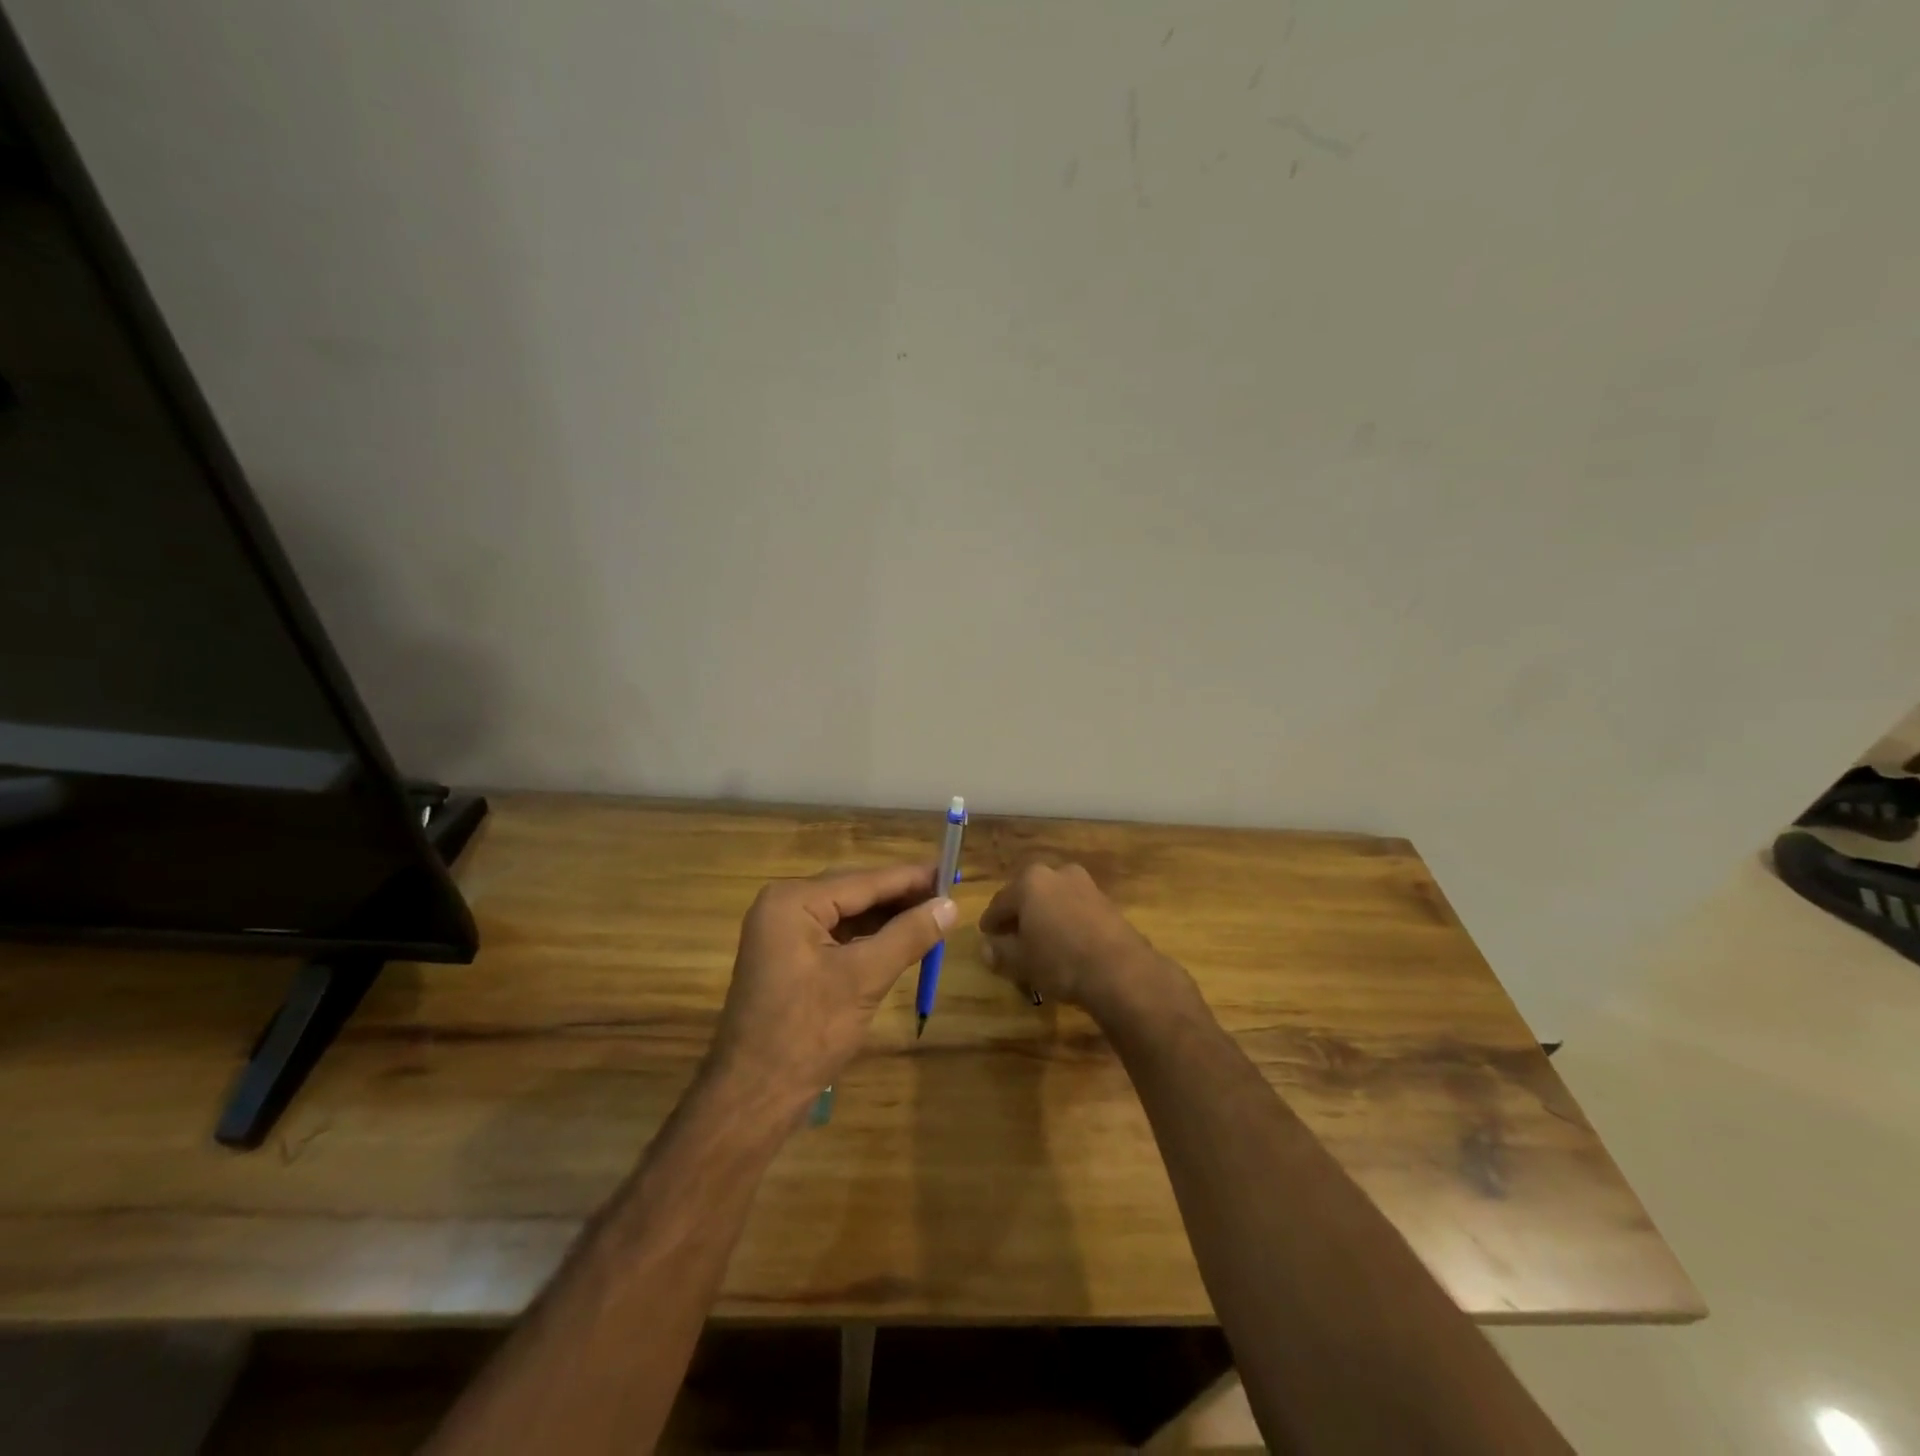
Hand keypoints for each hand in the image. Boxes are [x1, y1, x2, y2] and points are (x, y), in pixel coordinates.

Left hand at [707, 864, 955, 1108]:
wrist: (752, 1096)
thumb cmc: (807, 1033)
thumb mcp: (864, 979)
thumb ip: (908, 935)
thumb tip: (951, 905)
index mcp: (793, 900)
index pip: (865, 880)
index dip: (912, 878)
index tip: (952, 870)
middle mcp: (783, 905)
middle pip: (855, 892)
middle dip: (901, 897)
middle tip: (949, 897)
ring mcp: (782, 931)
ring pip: (847, 913)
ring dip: (887, 917)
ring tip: (933, 917)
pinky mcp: (788, 956)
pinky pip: (836, 934)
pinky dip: (868, 937)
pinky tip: (899, 940)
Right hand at [978, 861, 1187, 1017]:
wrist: (1120, 971)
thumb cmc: (1060, 961)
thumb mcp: (1021, 961)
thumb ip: (1000, 951)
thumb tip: (987, 948)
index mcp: (1030, 881)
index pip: (1000, 902)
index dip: (990, 922)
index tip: (986, 936)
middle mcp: (1057, 873)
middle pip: (1028, 895)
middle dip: (1019, 915)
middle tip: (1011, 937)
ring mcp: (1085, 885)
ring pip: (1053, 900)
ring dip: (1044, 917)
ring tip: (1039, 942)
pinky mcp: (1106, 901)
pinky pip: (1075, 909)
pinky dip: (1065, 921)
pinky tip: (1065, 943)